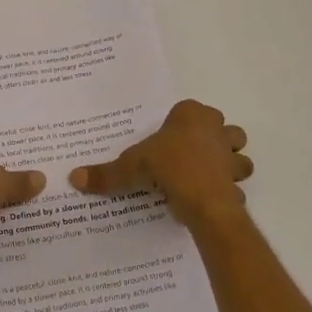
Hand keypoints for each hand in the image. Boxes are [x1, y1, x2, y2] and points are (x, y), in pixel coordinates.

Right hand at [69, 99, 252, 231]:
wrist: (202, 199)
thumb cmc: (167, 167)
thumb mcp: (130, 168)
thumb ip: (105, 173)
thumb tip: (73, 177)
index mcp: (192, 116)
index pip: (189, 110)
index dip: (180, 123)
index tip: (168, 140)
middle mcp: (216, 130)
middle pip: (223, 128)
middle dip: (214, 139)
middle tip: (190, 156)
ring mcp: (230, 156)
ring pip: (238, 155)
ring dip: (229, 164)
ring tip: (206, 177)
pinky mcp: (237, 182)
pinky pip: (235, 185)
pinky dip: (227, 192)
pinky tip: (209, 201)